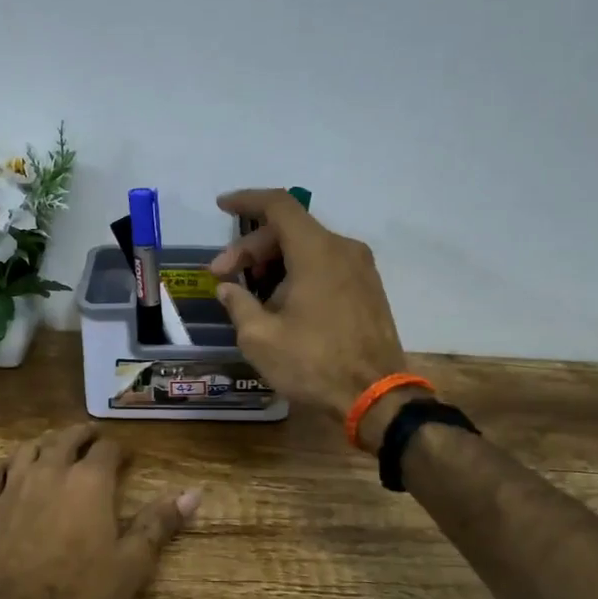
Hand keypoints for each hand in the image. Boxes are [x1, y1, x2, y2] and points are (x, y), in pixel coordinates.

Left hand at [0, 424, 200, 598]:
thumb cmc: (78, 588)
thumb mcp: (131, 563)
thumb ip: (160, 523)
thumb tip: (193, 493)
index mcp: (90, 481)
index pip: (107, 448)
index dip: (118, 448)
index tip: (126, 455)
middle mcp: (52, 471)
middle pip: (67, 438)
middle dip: (83, 434)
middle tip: (91, 435)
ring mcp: (14, 486)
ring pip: (28, 449)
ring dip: (44, 443)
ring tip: (52, 445)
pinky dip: (0, 466)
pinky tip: (5, 470)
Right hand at [210, 189, 417, 446]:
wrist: (376, 398)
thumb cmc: (313, 364)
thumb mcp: (260, 338)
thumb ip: (238, 303)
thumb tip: (227, 288)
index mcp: (316, 251)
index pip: (278, 206)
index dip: (246, 200)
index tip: (221, 206)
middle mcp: (343, 249)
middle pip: (290, 229)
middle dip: (251, 248)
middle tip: (222, 276)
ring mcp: (361, 269)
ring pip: (308, 247)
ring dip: (274, 262)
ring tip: (249, 294)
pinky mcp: (369, 289)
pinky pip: (326, 265)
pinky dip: (298, 272)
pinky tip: (280, 302)